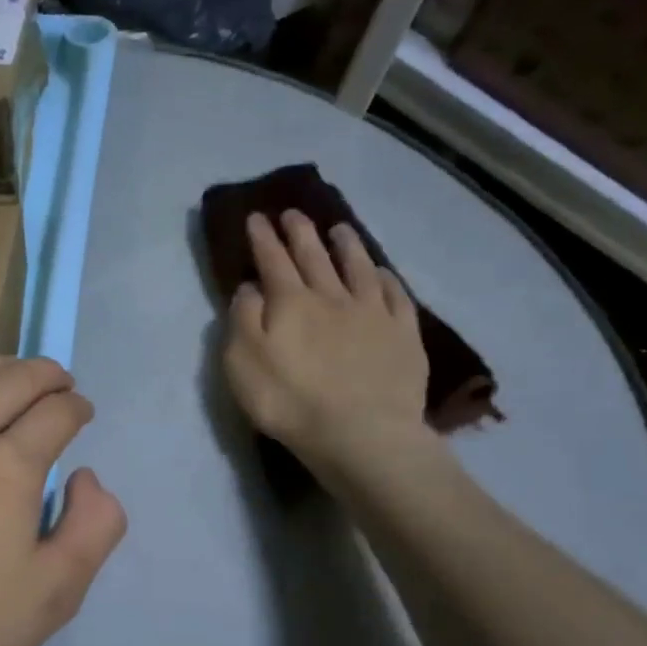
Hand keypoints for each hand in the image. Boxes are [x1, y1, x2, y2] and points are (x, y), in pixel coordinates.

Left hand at [0, 356, 125, 645]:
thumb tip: (85, 477)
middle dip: (43, 373)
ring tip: (5, 376)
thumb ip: (93, 527)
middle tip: (57, 382)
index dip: (76, 407)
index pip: (54, 412)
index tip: (81, 413)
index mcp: (5, 466)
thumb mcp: (54, 595)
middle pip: (6, 379)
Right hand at [223, 209, 434, 487]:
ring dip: (346, 245)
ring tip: (339, 229)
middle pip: (314, 256)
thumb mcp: (243, 362)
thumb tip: (251, 287)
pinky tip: (381, 271)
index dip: (262, 238)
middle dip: (300, 232)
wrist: (360, 433)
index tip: (256, 217)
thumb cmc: (289, 401)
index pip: (272, 261)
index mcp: (290, 302)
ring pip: (358, 267)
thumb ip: (243, 319)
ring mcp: (372, 312)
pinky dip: (385, 277)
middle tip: (292, 212)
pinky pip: (395, 294)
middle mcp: (332, 296)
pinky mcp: (403, 333)